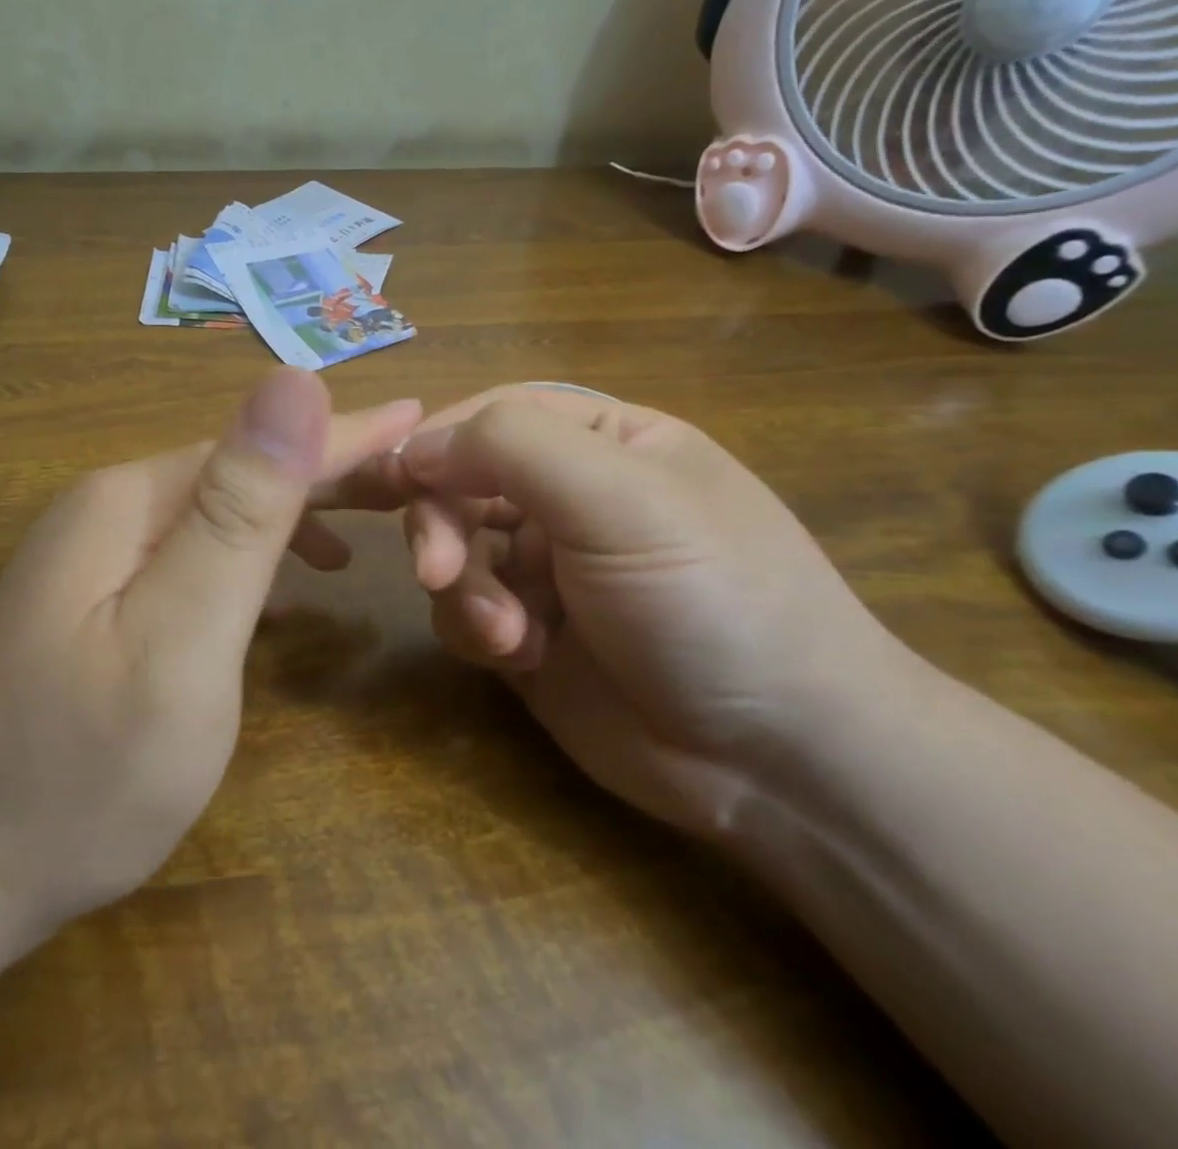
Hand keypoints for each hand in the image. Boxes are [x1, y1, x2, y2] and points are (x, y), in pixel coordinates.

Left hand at [0, 369, 420, 934]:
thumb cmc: (82, 769)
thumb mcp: (181, 638)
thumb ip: (240, 511)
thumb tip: (293, 380)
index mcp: (136, 500)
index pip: (267, 444)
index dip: (353, 434)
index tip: (426, 420)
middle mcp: (114, 506)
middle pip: (245, 468)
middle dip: (334, 469)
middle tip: (416, 482)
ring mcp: (99, 553)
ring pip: (224, 508)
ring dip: (299, 510)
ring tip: (370, 529)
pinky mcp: (100, 597)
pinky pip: (199, 550)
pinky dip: (256, 553)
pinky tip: (288, 579)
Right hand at [392, 385, 909, 837]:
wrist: (779, 761)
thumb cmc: (711, 599)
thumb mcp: (621, 499)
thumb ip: (512, 447)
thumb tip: (414, 446)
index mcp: (601, 441)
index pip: (492, 416)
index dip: (439, 444)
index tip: (398, 483)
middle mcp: (566, 497)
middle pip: (459, 485)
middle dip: (444, 529)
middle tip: (441, 573)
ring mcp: (543, 568)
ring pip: (452, 552)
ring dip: (465, 591)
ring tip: (509, 636)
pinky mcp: (524, 632)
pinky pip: (461, 611)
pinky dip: (476, 632)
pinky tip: (521, 659)